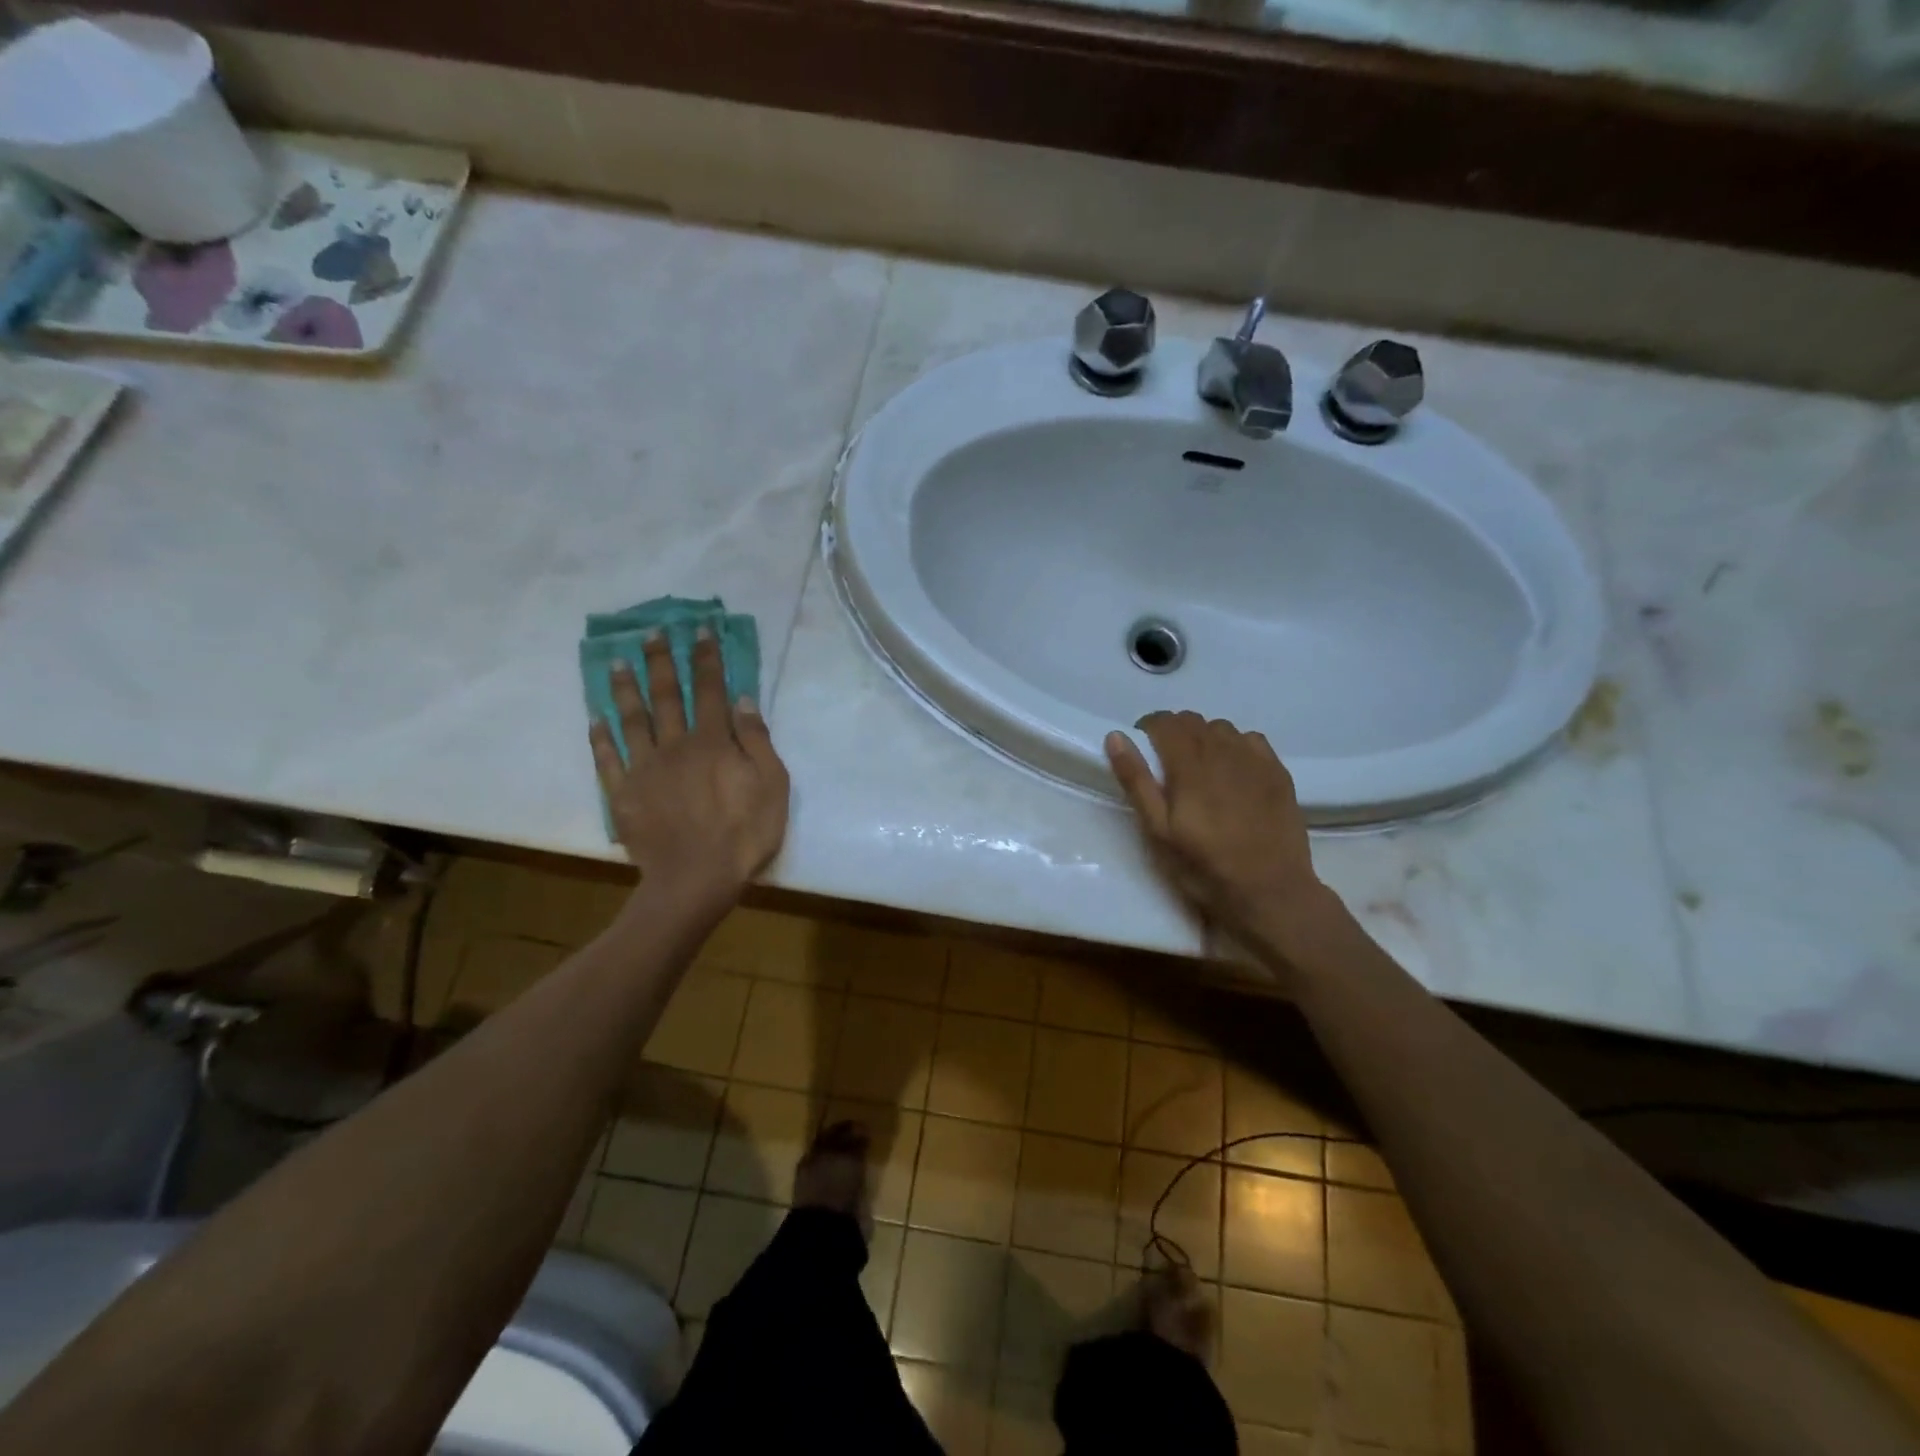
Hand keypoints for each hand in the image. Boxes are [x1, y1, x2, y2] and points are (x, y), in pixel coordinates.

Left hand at [589, 633, 789, 908]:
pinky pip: (608, 759)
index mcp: (714, 742)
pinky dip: (600, 738)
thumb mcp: (773, 785)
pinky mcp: (623, 794)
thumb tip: (742, 699)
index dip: (706, 657)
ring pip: (632, 720)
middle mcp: (675, 745)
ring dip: (625, 689)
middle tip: (651, 633)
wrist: (696, 879)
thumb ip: (757, 740)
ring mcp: (645, 769)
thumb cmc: (745, 833)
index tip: (699, 630)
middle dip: (661, 661)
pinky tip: (594, 719)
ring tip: (618, 662)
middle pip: (667, 695)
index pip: (711, 689)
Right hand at [1104, 713, 1334, 954]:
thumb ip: (1136, 781)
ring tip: (1200, 769)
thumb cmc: (1204, 867)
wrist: (1271, 892)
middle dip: (1174, 732)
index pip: (1164, 722)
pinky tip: (1233, 772)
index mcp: (1189, 764)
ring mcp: (1255, 760)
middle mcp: (1223, 751)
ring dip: (1204, 738)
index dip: (1148, 728)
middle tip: (1167, 765)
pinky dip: (1235, 746)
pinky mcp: (1278, 773)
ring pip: (1222, 728)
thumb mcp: (1158, 831)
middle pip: (1193, 720)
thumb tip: (1116, 737)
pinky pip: (1251, 740)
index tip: (1143, 749)